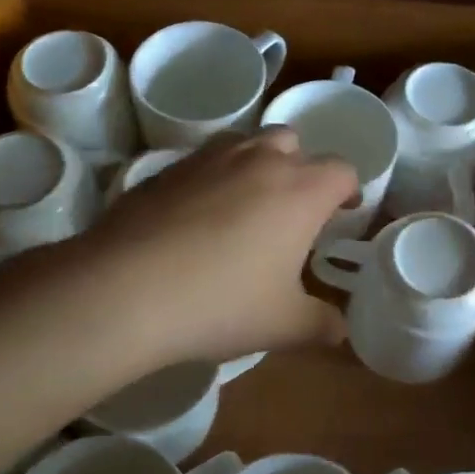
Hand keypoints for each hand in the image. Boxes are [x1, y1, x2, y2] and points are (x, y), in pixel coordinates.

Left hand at [75, 129, 359, 365]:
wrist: (126, 290)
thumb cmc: (222, 303)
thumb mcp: (283, 325)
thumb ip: (321, 324)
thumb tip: (340, 331)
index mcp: (300, 190)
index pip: (342, 170)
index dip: (348, 191)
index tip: (342, 214)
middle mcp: (258, 160)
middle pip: (293, 142)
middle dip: (300, 168)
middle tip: (293, 210)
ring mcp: (207, 159)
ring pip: (244, 143)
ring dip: (255, 164)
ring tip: (246, 206)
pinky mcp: (164, 169)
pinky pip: (201, 162)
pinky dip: (211, 179)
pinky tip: (195, 219)